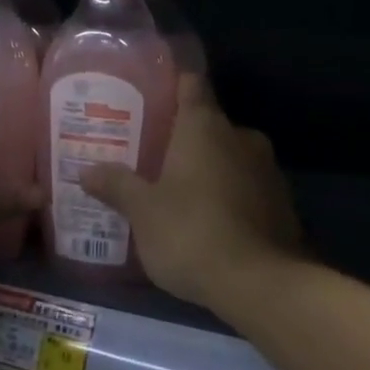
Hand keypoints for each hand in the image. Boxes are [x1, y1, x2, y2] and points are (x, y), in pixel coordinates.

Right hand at [81, 73, 301, 311]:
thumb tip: (86, 171)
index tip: (152, 92)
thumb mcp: (143, 212)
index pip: (191, 83)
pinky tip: (209, 219)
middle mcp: (240, 136)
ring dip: (208, 167)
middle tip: (152, 153)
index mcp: (205, 126)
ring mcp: (267, 169)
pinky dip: (229, 194)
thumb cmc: (192, 233)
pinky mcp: (283, 203)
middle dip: (183, 136)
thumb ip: (117, 185)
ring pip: (230, 155)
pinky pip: (247, 185)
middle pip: (208, 122)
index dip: (172, 83)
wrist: (262, 286)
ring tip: (177, 188)